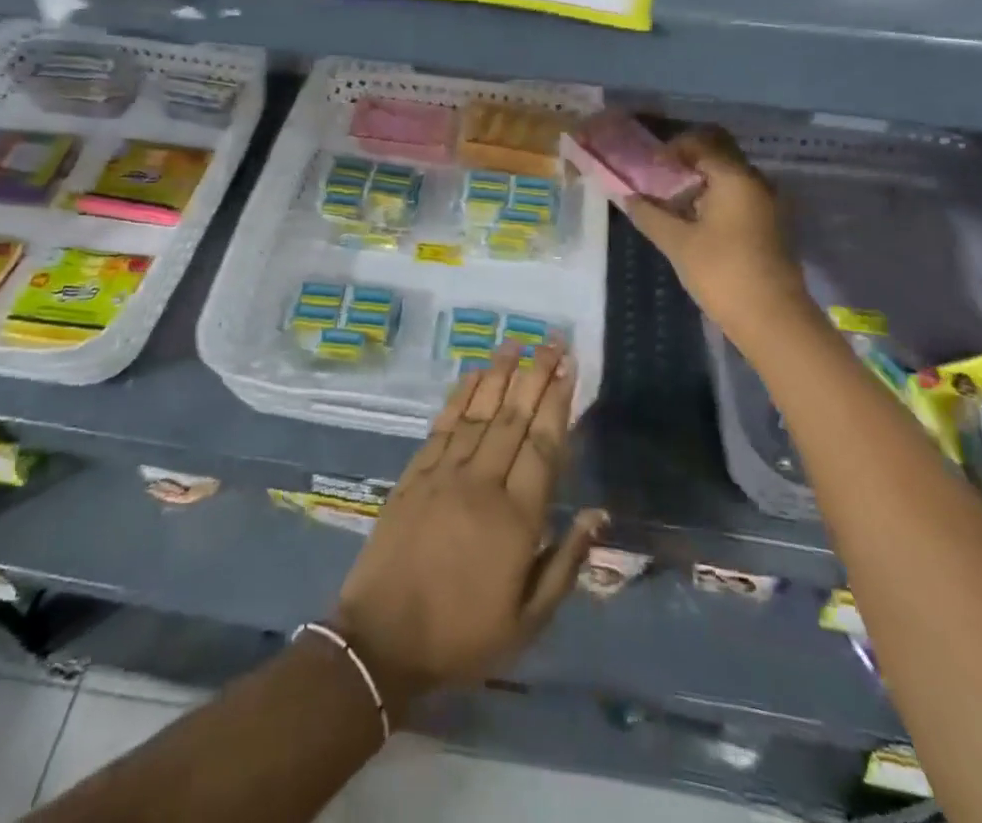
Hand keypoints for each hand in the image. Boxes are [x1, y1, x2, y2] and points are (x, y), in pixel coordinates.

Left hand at [332, 340, 605, 712]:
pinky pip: (443, 424)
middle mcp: (481, 483)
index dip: (558, 403)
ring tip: (516, 342)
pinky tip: (473, 374)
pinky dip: (460, 395)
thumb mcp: (528, 620)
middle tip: (552, 340)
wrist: (382, 640)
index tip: (570, 368)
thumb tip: (599, 514)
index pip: (544, 446)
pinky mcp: (415, 473)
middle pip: (514, 417)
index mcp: (516, 519)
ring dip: (499, 374)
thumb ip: (566, 562)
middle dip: (536, 375)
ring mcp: (444, 473)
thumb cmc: (463, 636)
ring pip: (479, 412)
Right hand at [624, 126, 808, 328]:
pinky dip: (714, 198)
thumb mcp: (677, 243)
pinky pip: (738, 196)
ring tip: (670, 201)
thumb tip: (627, 197)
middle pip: (718, 153)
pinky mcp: (769, 225)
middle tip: (658, 177)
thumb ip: (650, 215)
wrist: (773, 320)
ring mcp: (766, 204)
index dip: (672, 147)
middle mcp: (755, 182)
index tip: (649, 165)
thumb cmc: (722, 273)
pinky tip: (692, 221)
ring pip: (729, 176)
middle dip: (686, 160)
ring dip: (700, 181)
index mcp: (735, 178)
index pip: (701, 141)